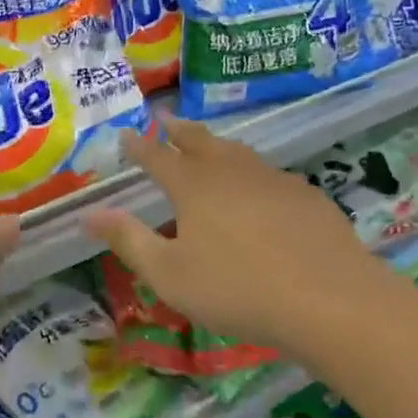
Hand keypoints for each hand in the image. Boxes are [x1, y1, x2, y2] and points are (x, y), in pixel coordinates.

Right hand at [84, 117, 368, 353]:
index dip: (139, 147)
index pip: (157, 157)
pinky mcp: (306, 195)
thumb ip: (128, 240)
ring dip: (216, 145)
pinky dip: (252, 173)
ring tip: (208, 145)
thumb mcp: (170, 274)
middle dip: (177, 129)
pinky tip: (260, 190)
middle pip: (199, 140)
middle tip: (165, 118)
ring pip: (237, 152)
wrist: (329, 299)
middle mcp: (231, 170)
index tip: (126, 135)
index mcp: (193, 185)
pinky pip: (269, 175)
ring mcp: (273, 179)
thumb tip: (88, 213)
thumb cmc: (237, 289)